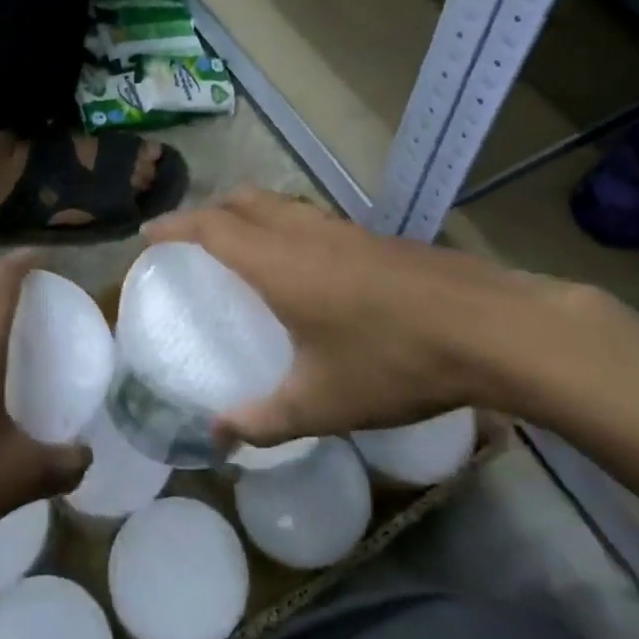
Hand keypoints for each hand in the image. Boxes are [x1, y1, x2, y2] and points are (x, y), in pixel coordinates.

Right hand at [144, 189, 592, 445]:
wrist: (489, 328)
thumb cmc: (392, 361)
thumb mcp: (321, 403)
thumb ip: (262, 420)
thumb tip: (217, 438)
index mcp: (278, 263)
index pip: (212, 227)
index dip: (176, 226)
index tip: (149, 234)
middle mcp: (305, 233)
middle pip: (244, 200)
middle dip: (210, 210)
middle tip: (192, 239)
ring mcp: (345, 230)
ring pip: (282, 205)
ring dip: (251, 214)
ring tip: (242, 248)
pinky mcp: (376, 238)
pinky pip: (313, 220)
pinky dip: (287, 227)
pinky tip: (305, 267)